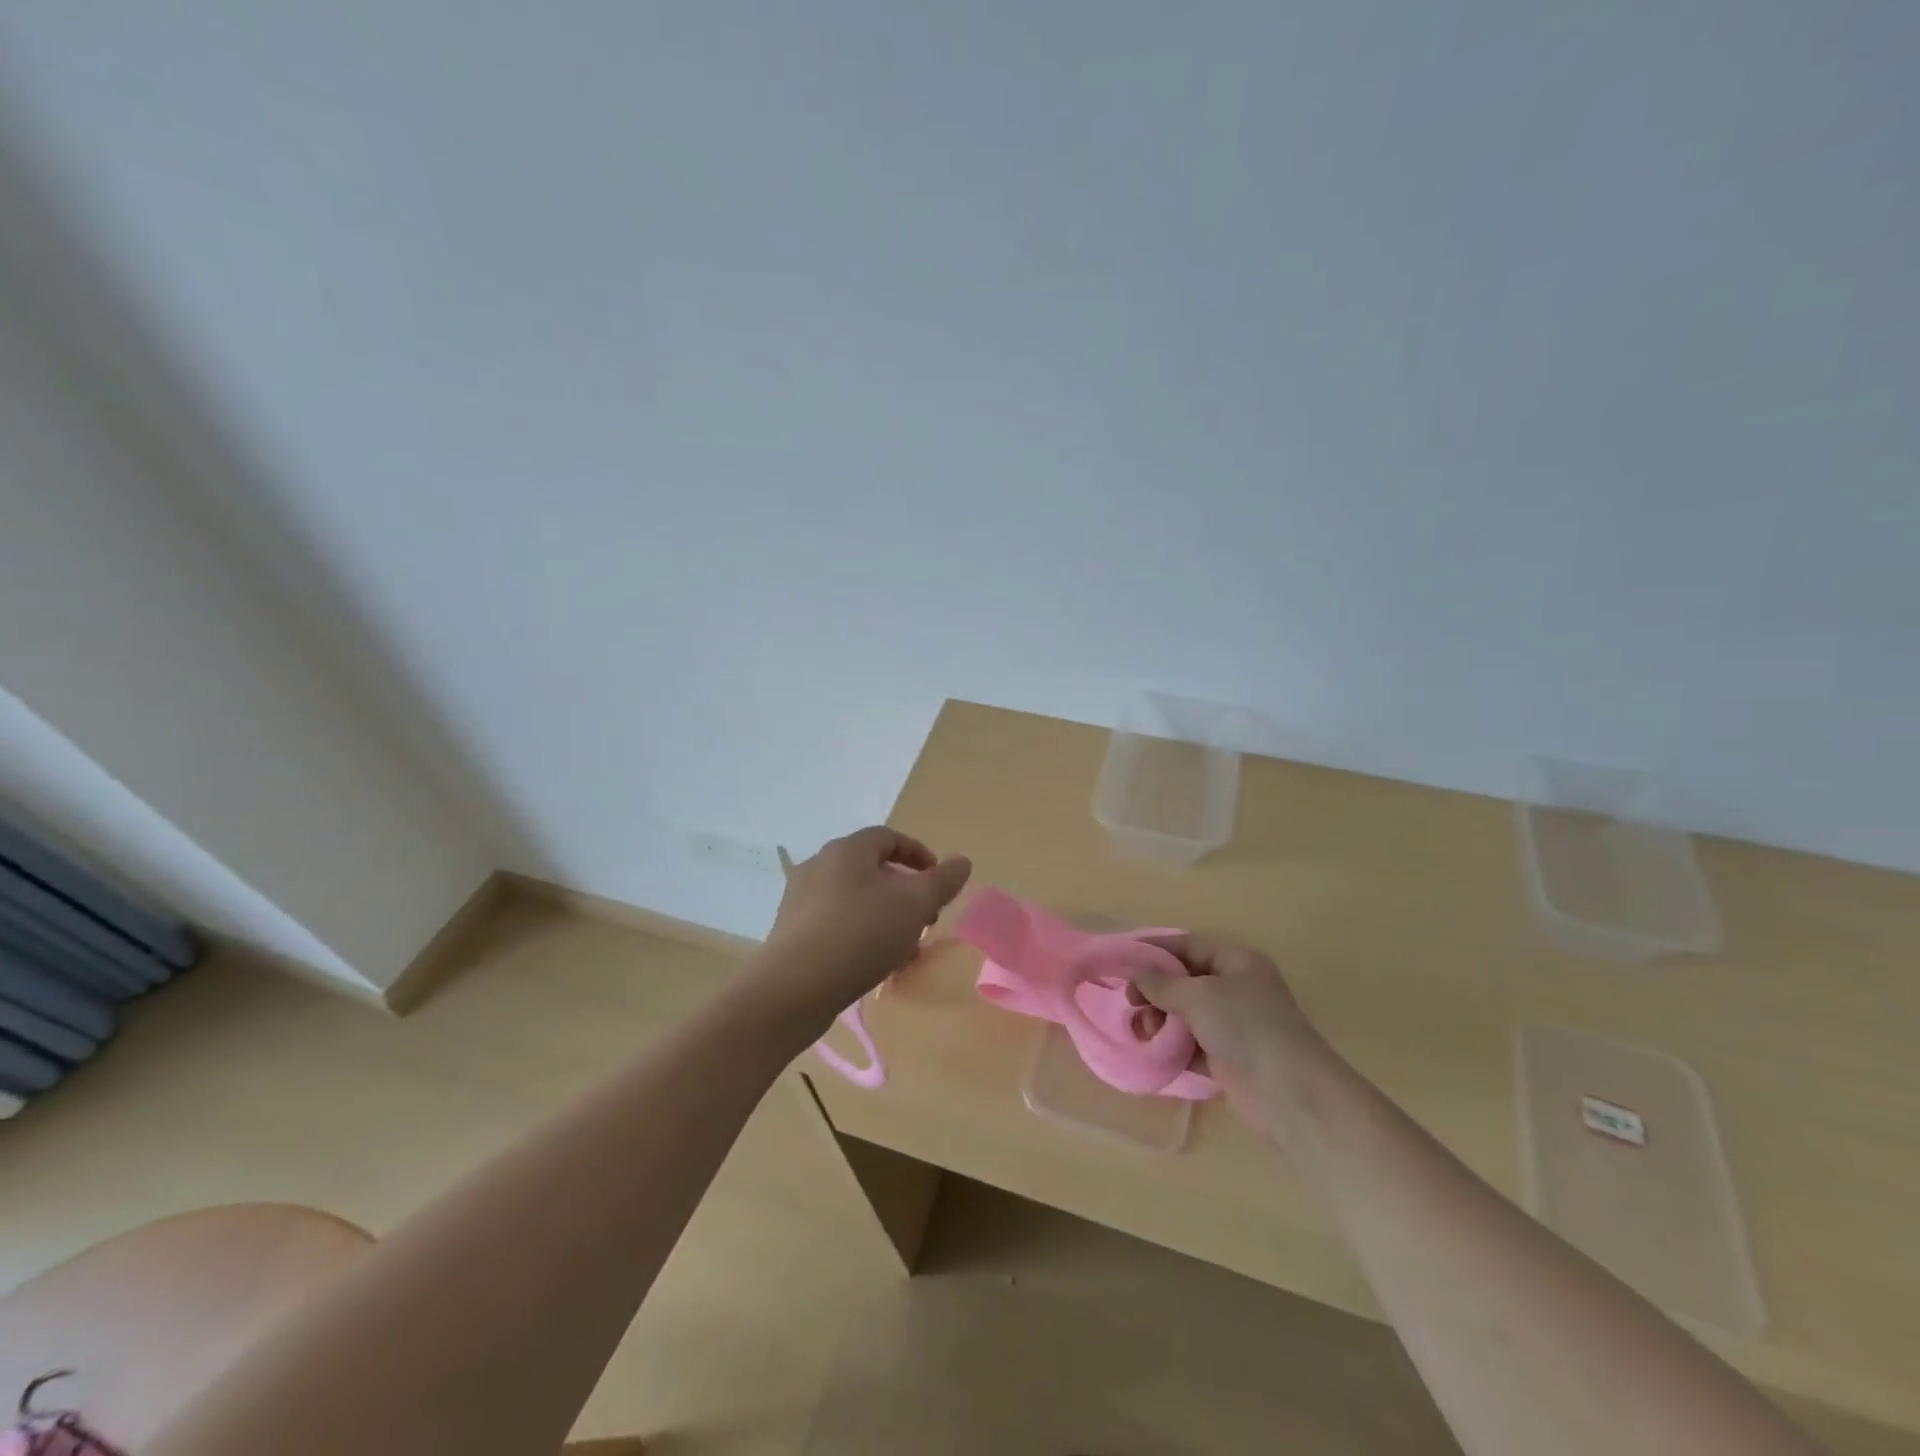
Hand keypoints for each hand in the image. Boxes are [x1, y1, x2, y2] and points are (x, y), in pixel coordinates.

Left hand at [757, 826, 971, 1031]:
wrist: (793, 989)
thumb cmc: (860, 934)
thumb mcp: (914, 904)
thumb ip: (943, 880)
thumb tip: (962, 861)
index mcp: (847, 850)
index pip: (889, 837)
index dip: (920, 855)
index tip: (938, 883)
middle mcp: (820, 865)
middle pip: (872, 869)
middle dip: (905, 892)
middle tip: (926, 919)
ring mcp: (801, 899)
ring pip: (856, 899)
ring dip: (886, 916)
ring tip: (904, 949)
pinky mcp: (792, 932)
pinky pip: (837, 923)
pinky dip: (861, 934)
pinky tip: (874, 965)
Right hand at [1129, 935, 1332, 1147]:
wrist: (1289, 1093)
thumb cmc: (1245, 1027)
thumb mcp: (1199, 995)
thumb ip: (1163, 983)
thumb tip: (1138, 974)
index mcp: (1236, 962)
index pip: (1188, 945)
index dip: (1155, 949)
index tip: (1121, 959)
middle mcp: (1235, 988)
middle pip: (1184, 980)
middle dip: (1155, 990)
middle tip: (1131, 1003)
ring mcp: (1233, 1024)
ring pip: (1185, 1013)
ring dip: (1161, 1020)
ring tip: (1145, 1032)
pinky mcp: (1228, 1057)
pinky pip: (1191, 1043)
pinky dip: (1173, 1046)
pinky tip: (1155, 1051)